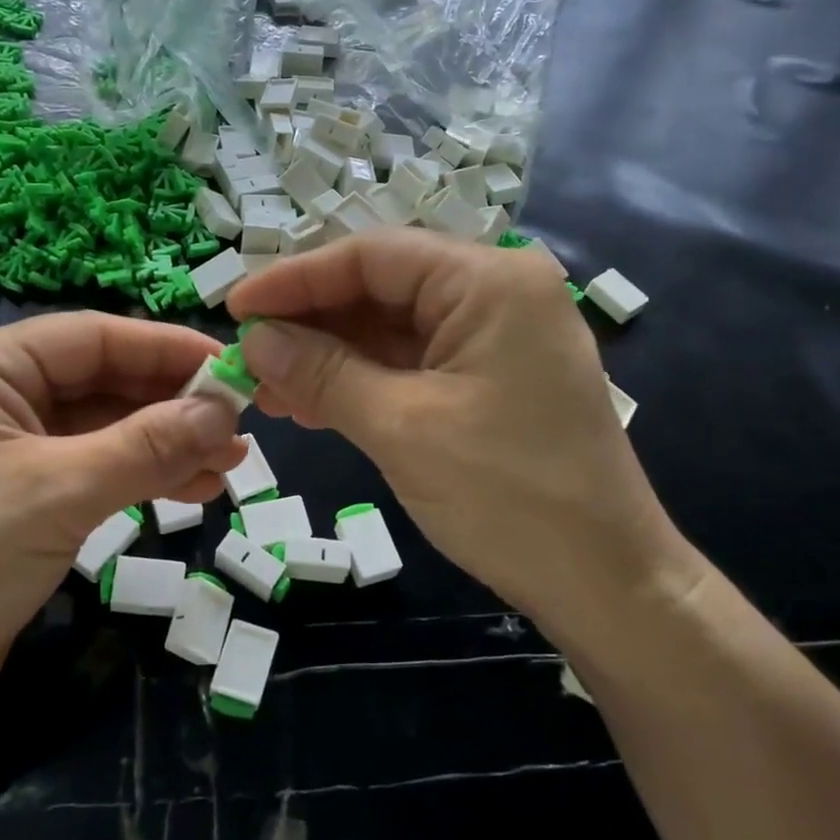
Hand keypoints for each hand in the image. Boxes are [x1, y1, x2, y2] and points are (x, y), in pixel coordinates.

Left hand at [0, 313, 246, 730]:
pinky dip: (143, 474)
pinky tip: (194, 487)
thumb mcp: (57, 495)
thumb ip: (146, 445)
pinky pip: (94, 466)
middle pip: (102, 380)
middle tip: (241, 427)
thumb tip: (224, 409)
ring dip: (167, 442)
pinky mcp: (20, 492)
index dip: (168, 349)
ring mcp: (6, 445)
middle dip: (173, 404)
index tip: (234, 368)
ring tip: (231, 463)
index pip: (92, 336)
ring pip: (105, 426)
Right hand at [227, 232, 704, 649]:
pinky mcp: (493, 379)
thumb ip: (322, 373)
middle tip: (248, 357)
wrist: (606, 582)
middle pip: (382, 288)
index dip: (295, 280)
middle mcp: (497, 293)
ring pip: (393, 329)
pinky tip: (314, 405)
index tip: (233, 307)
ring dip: (330, 357)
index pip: (372, 256)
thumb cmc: (508, 496)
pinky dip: (364, 382)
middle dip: (311, 323)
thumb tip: (255, 339)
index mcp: (489, 280)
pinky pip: (414, 365)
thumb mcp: (401, 428)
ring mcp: (498, 338)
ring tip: (269, 389)